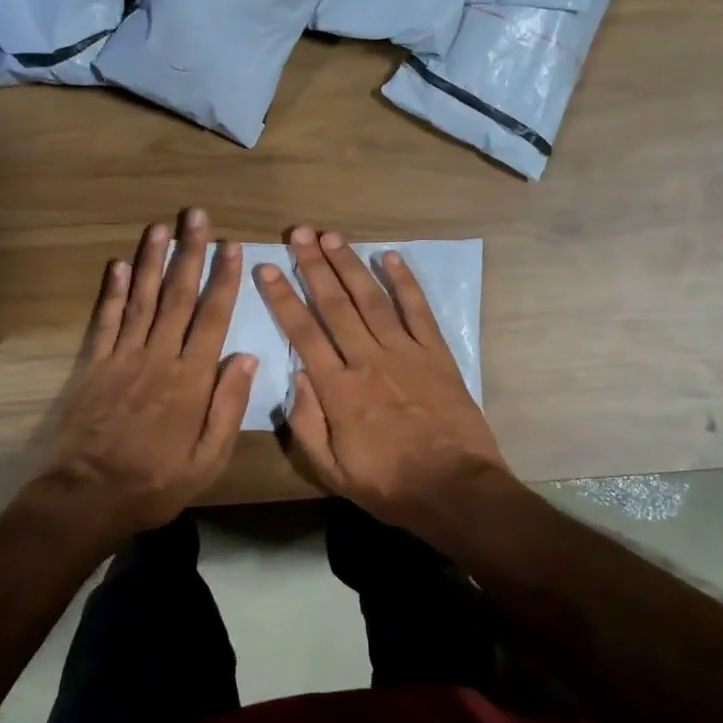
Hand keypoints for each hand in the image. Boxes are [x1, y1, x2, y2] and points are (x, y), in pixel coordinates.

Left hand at [26, 209, 255, 545]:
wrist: (89, 495)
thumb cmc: (156, 482)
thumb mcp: (208, 459)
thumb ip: (228, 407)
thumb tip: (248, 358)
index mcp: (191, 379)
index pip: (212, 318)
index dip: (223, 280)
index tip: (231, 247)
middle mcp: (159, 357)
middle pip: (178, 296)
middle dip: (190, 253)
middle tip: (197, 216)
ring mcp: (123, 357)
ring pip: (143, 299)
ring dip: (153, 260)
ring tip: (161, 226)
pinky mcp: (94, 365)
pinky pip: (106, 320)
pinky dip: (114, 291)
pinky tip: (120, 265)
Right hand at [254, 226, 510, 537]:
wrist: (455, 489)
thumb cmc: (389, 485)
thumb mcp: (331, 471)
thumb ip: (307, 423)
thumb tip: (296, 374)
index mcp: (338, 389)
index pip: (302, 332)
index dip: (282, 297)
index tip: (267, 267)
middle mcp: (367, 360)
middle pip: (334, 305)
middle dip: (314, 266)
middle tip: (299, 233)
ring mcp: (405, 353)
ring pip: (371, 299)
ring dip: (350, 265)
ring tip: (332, 236)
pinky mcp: (437, 354)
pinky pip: (418, 310)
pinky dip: (404, 282)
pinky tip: (390, 256)